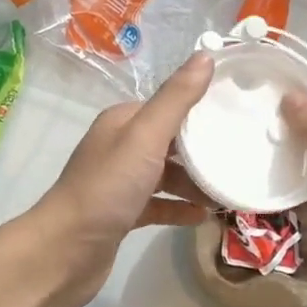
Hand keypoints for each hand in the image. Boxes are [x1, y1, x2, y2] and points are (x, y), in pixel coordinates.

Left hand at [25, 52, 214, 306]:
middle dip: (203, 148)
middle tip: (241, 156)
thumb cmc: (107, 188)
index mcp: (123, 121)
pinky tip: (205, 217)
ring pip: (166, 175)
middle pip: (170, 141)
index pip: (169, 105)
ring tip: (230, 192)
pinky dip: (180, 207)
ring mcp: (120, 182)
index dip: (201, 108)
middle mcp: (120, 146)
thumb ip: (176, 99)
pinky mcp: (122, 214)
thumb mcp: (145, 137)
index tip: (239, 114)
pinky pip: (159, 204)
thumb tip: (206, 55)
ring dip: (195, 182)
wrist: (65, 252)